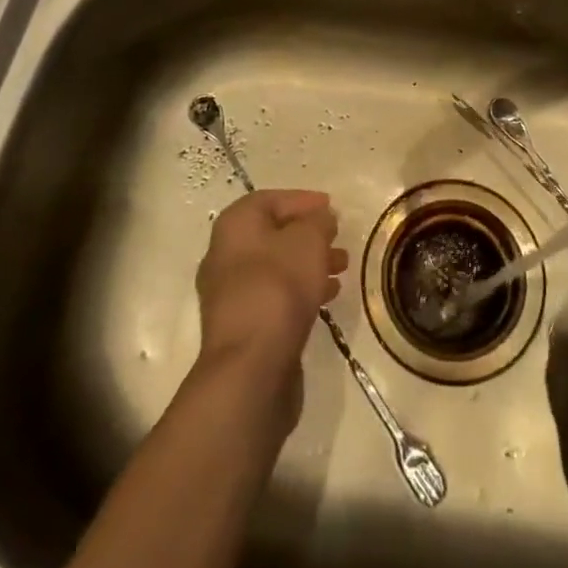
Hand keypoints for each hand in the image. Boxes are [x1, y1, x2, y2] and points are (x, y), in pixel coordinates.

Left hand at [194, 190, 346, 430]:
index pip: (270, 200)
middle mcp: (225, 255)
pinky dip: (301, 290)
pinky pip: (275, 297)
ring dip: (309, 264)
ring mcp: (231, 295)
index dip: (302, 200)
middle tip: (338, 238)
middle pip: (273, 234)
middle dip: (309, 235)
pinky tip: (328, 297)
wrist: (251, 368)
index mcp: (235, 227)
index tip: (331, 207)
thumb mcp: (308, 240)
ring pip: (277, 267)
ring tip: (342, 268)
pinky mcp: (243, 327)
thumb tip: (321, 219)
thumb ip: (318, 222)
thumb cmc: (279, 288)